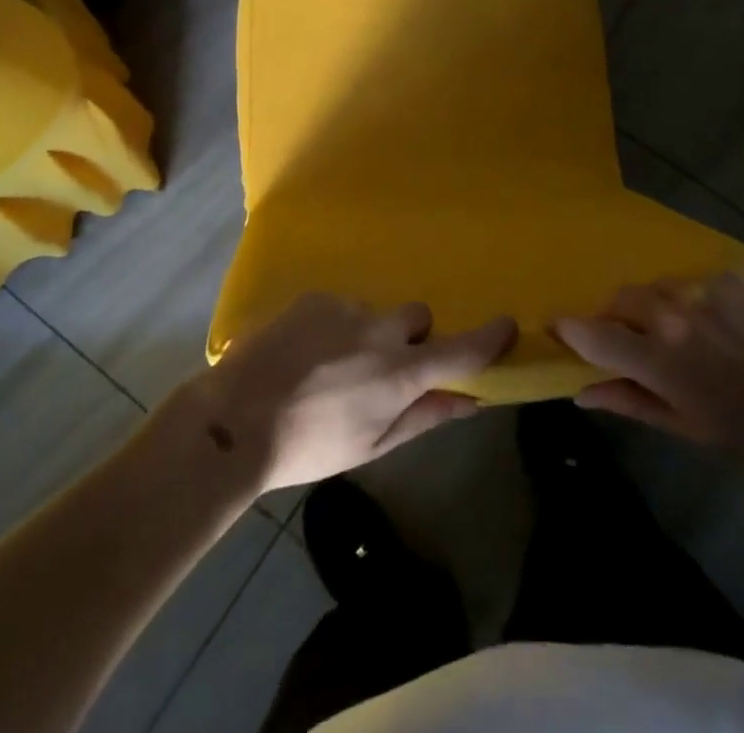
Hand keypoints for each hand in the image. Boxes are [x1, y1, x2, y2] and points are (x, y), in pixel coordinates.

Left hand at [180, 294, 516, 493]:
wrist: (236, 419)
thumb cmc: (309, 445)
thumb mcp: (372, 445)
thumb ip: (424, 417)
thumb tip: (469, 401)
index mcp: (398, 373)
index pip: (458, 350)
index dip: (488, 337)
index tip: (507, 324)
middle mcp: (379, 330)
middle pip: (418, 317)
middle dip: (413, 337)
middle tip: (387, 368)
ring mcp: (345, 308)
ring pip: (376, 312)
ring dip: (370, 333)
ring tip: (333, 365)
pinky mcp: (314, 297)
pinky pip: (342, 306)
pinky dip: (337, 325)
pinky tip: (308, 352)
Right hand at [554, 273, 743, 456]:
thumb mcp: (687, 426)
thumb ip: (629, 401)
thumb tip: (580, 390)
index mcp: (657, 355)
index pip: (592, 333)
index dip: (569, 329)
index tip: (558, 328)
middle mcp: (671, 310)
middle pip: (621, 299)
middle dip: (618, 316)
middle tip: (636, 337)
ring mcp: (703, 286)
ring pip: (659, 286)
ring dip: (659, 305)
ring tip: (686, 328)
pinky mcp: (730, 273)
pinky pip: (698, 280)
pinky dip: (698, 299)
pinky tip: (723, 320)